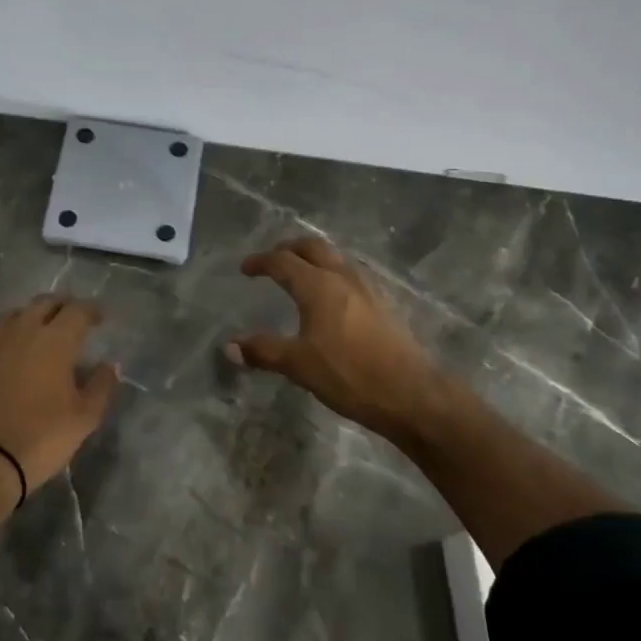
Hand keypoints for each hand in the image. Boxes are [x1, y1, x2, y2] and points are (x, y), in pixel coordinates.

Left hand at [0, 295, 119, 496]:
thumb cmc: (40, 438)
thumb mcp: (84, 418)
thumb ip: (101, 386)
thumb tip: (110, 365)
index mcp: (55, 340)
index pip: (77, 310)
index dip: (91, 310)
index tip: (100, 318)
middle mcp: (22, 332)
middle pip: (44, 304)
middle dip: (62, 307)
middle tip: (73, 319)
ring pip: (15, 315)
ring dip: (32, 316)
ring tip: (42, 331)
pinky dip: (7, 337)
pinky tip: (10, 353)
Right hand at [227, 237, 442, 442]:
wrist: (411, 392)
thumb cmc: (349, 374)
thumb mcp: (299, 365)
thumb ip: (263, 351)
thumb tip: (229, 346)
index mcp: (318, 286)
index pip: (283, 262)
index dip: (261, 262)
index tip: (245, 268)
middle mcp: (343, 277)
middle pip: (313, 247)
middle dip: (289, 248)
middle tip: (273, 259)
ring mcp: (368, 289)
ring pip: (336, 258)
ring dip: (314, 258)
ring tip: (300, 272)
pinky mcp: (384, 304)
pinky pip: (351, 275)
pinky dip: (332, 273)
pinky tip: (332, 297)